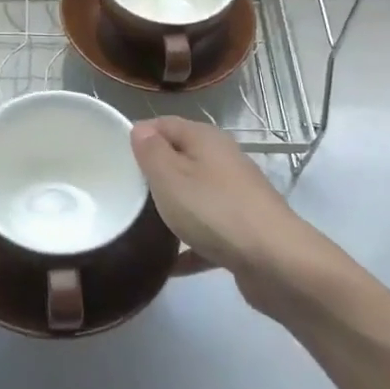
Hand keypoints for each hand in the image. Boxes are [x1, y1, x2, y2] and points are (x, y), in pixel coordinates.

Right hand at [131, 117, 340, 318]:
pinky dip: (189, 245)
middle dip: (153, 174)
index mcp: (206, 139)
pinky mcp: (243, 231)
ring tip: (140, 226)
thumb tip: (141, 129)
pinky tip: (169, 264)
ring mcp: (236, 196)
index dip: (139, 135)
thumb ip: (151, 151)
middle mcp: (223, 161)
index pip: (165, 124)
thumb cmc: (213, 210)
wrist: (276, 261)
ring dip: (172, 209)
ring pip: (194, 195)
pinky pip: (207, 232)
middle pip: (181, 159)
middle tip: (123, 193)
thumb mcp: (169, 176)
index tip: (113, 158)